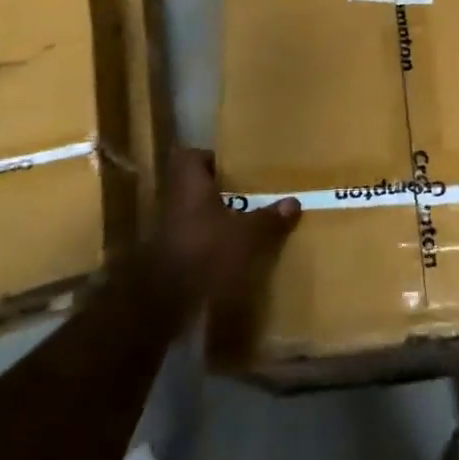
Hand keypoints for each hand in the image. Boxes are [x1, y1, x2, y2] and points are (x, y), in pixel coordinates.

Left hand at [154, 148, 298, 359]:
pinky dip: (205, 241)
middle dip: (216, 190)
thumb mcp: (245, 235)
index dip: (210, 158)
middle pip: (193, 185)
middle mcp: (174, 200)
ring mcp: (167, 229)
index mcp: (190, 184)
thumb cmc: (206, 251)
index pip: (192, 156)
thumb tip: (294, 202)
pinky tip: (226, 253)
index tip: (233, 168)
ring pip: (191, 212)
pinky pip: (189, 237)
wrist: (164, 302)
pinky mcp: (167, 255)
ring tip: (240, 224)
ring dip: (211, 217)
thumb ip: (268, 218)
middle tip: (244, 194)